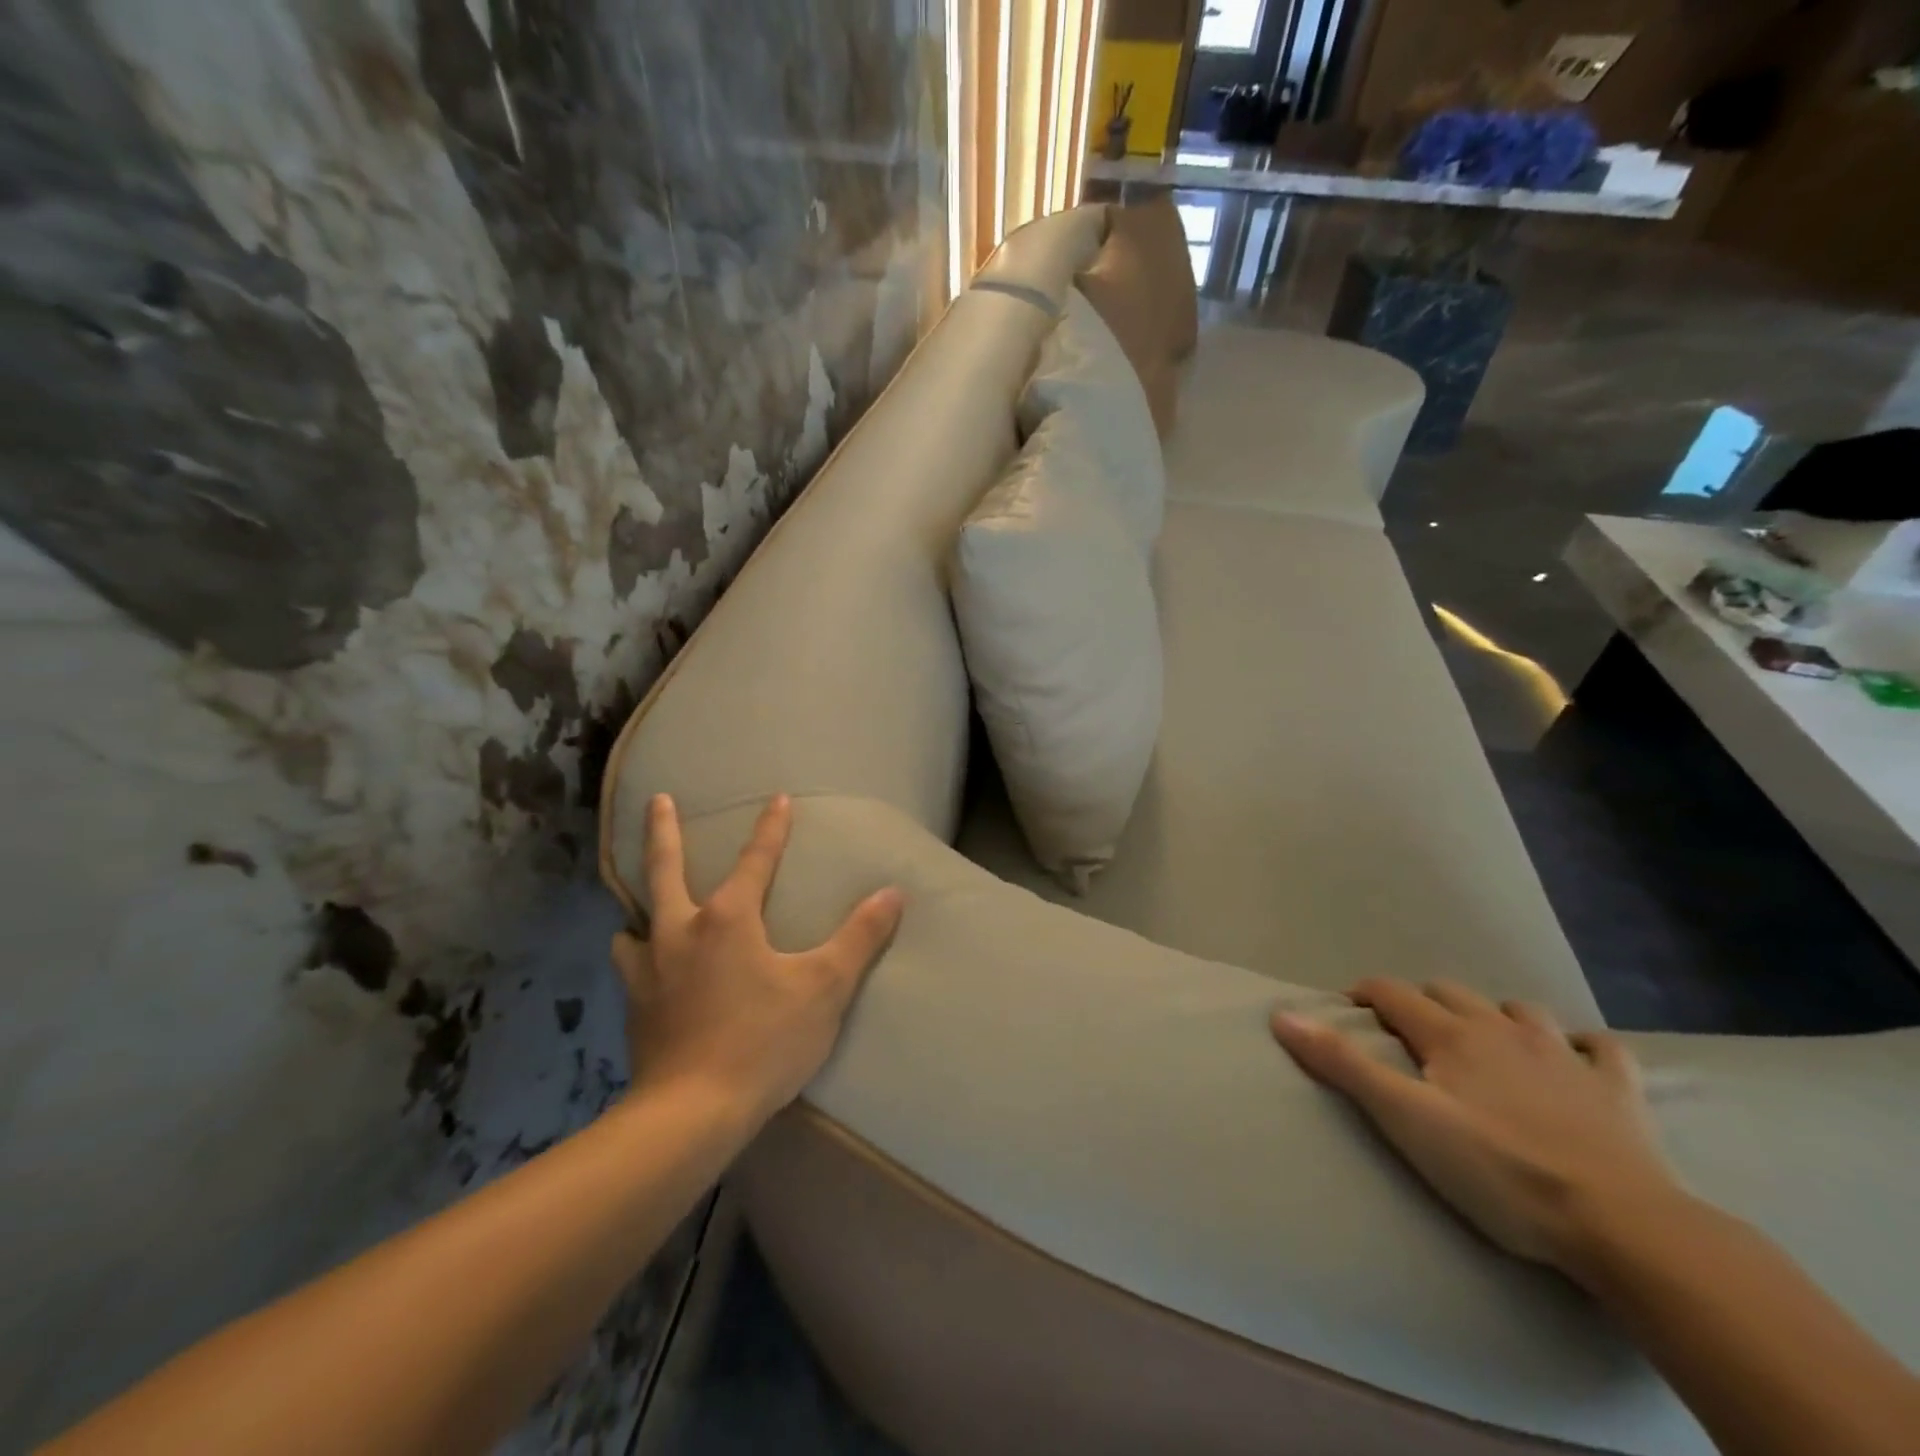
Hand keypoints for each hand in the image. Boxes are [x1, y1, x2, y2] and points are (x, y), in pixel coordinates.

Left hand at [614, 793, 904, 1123]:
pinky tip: (643, 966)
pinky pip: (629, 965)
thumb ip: (860, 937)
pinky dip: (635, 953)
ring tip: (643, 905)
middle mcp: (680, 931)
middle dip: (664, 830)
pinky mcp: (635, 1007)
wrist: (691, 1115)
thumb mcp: (825, 988)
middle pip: (665, 868)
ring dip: (640, 904)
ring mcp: (649, 969)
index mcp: (728, 918)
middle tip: (658, 799)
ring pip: (634, 920)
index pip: (756, 859)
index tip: (778, 798)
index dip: (772, 827)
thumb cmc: (764, 1042)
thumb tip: (893, 892)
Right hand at [1272, 978, 1683, 1273]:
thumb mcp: (1405, 1119)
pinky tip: (1577, 1059)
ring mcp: (1565, 1055)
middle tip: (1410, 1035)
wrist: (1623, 1225)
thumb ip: (1343, 1064)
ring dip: (1496, 1016)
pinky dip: (1581, 1046)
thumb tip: (1282, 1014)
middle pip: (1450, 993)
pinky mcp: (1618, 1089)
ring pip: (1520, 1010)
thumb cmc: (1499, 1170)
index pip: (1393, 993)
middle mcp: (1503, 1029)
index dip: (1365, 994)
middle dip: (1423, 1003)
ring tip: (1486, 1042)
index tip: (1348, 1008)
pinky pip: (1601, 1048)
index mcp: (1451, 1035)